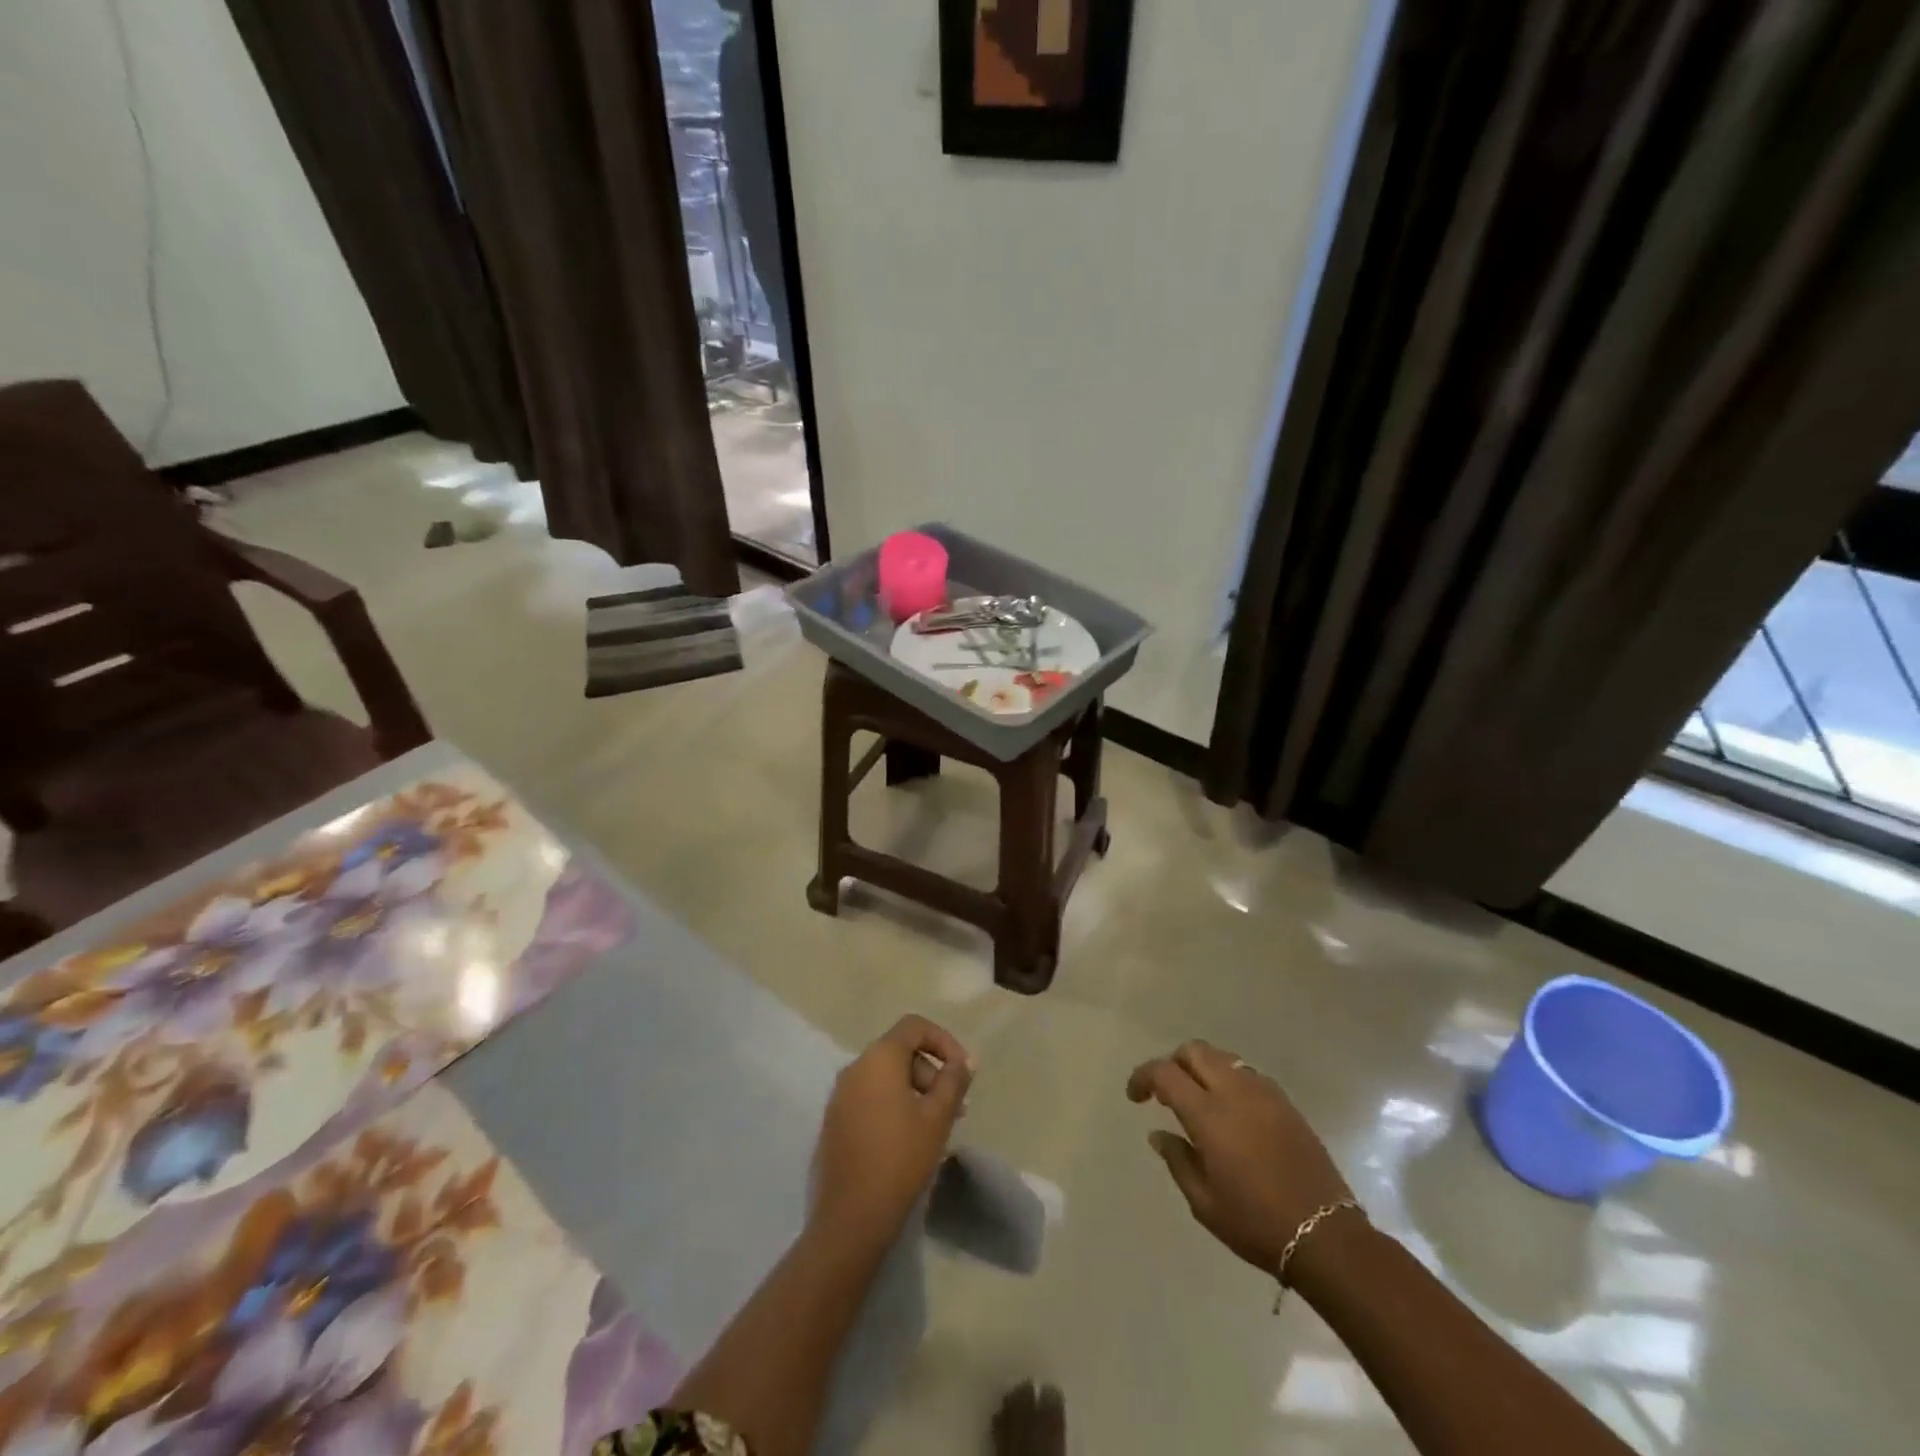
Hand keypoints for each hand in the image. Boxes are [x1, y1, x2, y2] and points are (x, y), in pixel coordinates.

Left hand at [811, 1015, 973, 1248]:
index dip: (944, 1041)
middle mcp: (855, 1067)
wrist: (851, 1218)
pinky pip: (870, 1097)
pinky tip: (910, 1138)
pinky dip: (894, 1105)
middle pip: (900, 1051)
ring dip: (915, 1090)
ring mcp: (840, 1095)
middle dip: (932, 1072)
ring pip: (886, 1077)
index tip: (963, 1071)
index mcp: (879, 1057)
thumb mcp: (938, 1117)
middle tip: (956, 1107)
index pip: (915, 1027)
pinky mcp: (835, 1121)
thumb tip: (963, 1061)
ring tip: (937, 1126)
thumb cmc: (901, 1159)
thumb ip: (953, 1081)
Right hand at [1127, 1040, 1355, 1275]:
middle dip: (1173, 1063)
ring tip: (1197, 1098)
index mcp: (1208, 1114)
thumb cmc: (1255, 1224)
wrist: (1325, 1236)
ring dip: (1202, 1068)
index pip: (1165, 1072)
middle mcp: (1234, 1092)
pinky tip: (1231, 1110)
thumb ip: (1177, 1160)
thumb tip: (1158, 1133)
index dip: (1143, 1077)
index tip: (1135, 1096)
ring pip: (1222, 1057)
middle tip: (1165, 1092)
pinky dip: (1229, 1079)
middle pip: (1194, 1051)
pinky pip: (1247, 1074)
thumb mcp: (1204, 1202)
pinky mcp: (1285, 1103)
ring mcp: (1263, 1093)